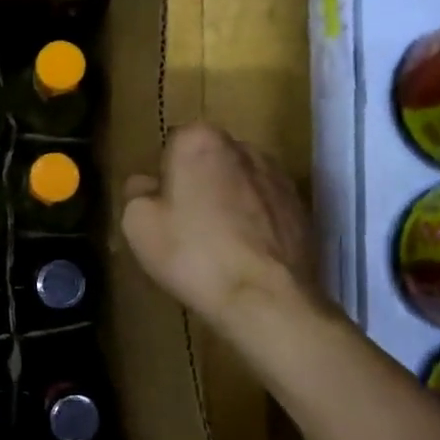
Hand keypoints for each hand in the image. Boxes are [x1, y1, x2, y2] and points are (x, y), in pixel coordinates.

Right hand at [121, 122, 318, 331]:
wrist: (266, 299)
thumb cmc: (193, 255)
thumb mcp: (138, 224)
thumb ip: (136, 192)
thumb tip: (147, 185)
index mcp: (201, 140)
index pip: (173, 145)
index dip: (164, 178)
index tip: (163, 209)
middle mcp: (244, 147)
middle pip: (210, 161)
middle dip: (199, 184)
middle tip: (187, 227)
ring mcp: (279, 176)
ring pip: (241, 183)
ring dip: (229, 202)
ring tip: (219, 245)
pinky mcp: (302, 207)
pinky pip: (266, 207)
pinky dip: (255, 223)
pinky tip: (246, 255)